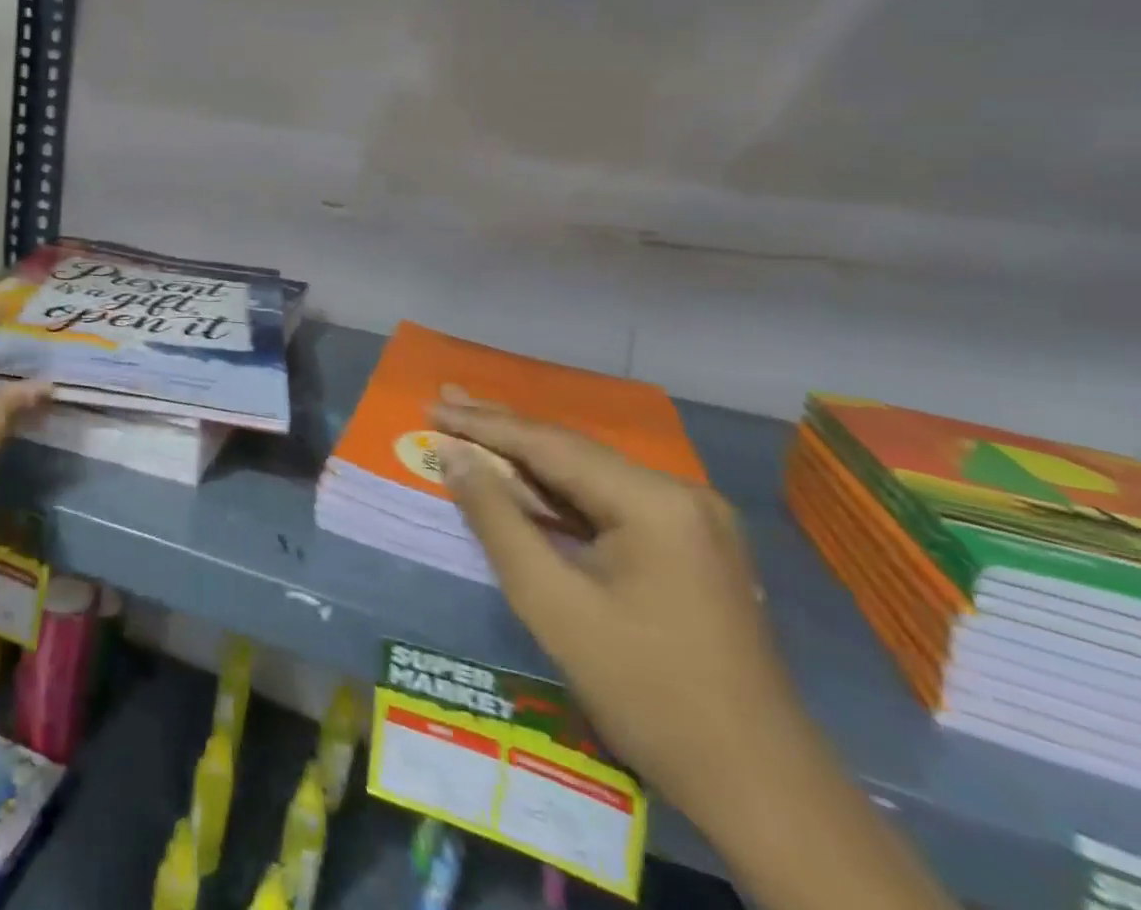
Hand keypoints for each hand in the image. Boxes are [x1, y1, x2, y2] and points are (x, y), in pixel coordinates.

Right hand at [432, 393, 807, 826]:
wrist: (761, 790)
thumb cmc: (646, 692)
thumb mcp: (552, 604)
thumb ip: (497, 519)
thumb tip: (453, 456)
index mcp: (654, 500)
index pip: (549, 445)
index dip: (484, 425)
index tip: (432, 409)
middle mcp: (679, 494)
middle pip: (572, 451)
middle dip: (503, 430)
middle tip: (444, 403)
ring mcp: (692, 521)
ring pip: (590, 476)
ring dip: (529, 461)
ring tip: (471, 432)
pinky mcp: (692, 547)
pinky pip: (611, 505)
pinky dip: (561, 496)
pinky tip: (524, 484)